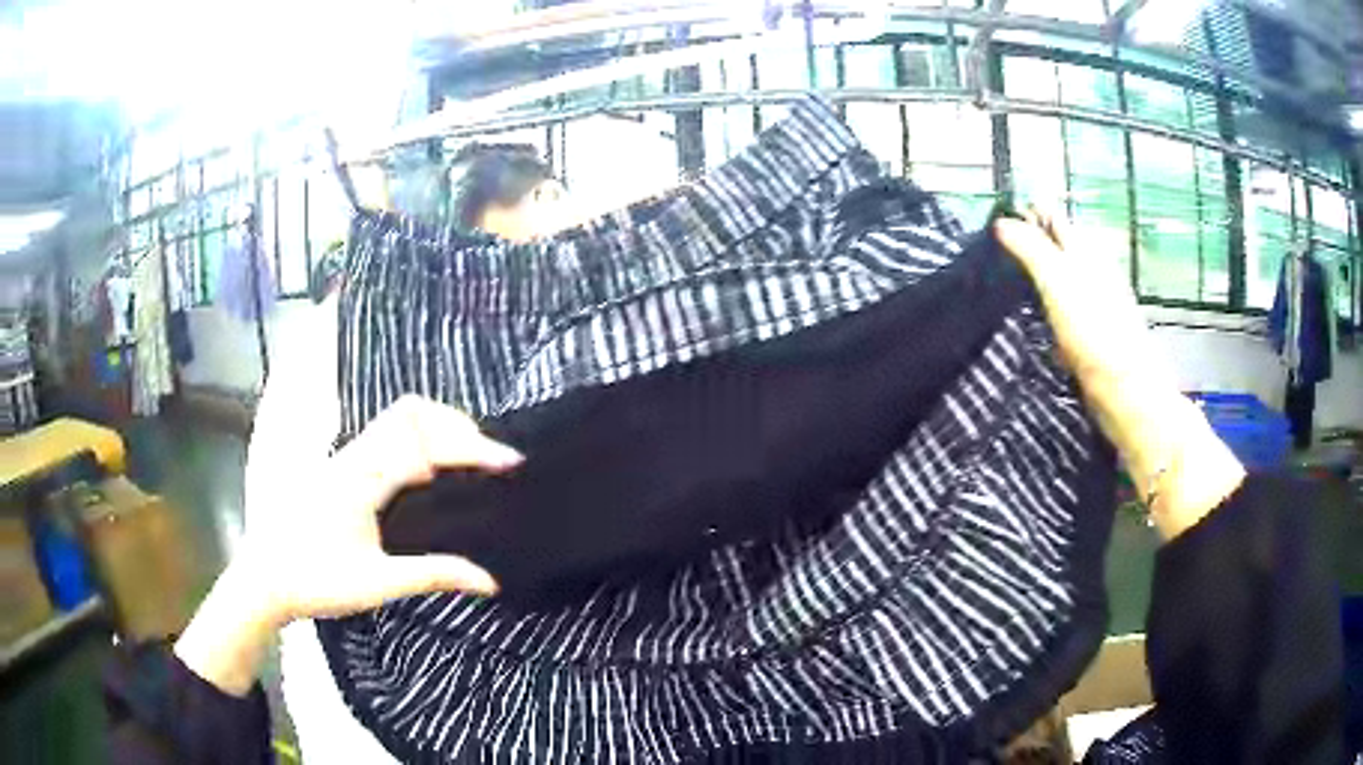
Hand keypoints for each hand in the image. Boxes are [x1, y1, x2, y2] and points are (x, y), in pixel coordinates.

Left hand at [176, 396, 520, 694]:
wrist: (265, 578)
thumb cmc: (316, 582)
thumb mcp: (377, 584)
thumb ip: (433, 575)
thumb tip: (489, 580)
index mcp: (361, 480)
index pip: (425, 446)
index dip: (471, 449)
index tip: (509, 462)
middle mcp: (352, 456)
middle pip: (410, 412)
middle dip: (456, 424)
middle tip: (488, 456)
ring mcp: (343, 456)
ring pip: (395, 418)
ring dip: (436, 426)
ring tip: (466, 458)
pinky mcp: (339, 465)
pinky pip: (384, 435)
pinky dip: (416, 438)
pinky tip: (428, 468)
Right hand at [995, 210, 1244, 540]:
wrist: (1127, 393)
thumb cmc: (1095, 333)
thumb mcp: (1059, 283)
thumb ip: (1032, 250)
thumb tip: (1002, 221)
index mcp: (1085, 253)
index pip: (1053, 218)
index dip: (1026, 213)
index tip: (992, 222)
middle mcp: (1091, 273)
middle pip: (1055, 246)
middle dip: (1026, 244)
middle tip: (989, 254)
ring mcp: (1092, 306)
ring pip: (1057, 279)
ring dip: (1033, 278)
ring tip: (1001, 284)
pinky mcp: (1089, 337)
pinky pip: (1060, 311)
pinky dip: (1044, 309)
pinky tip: (1030, 323)